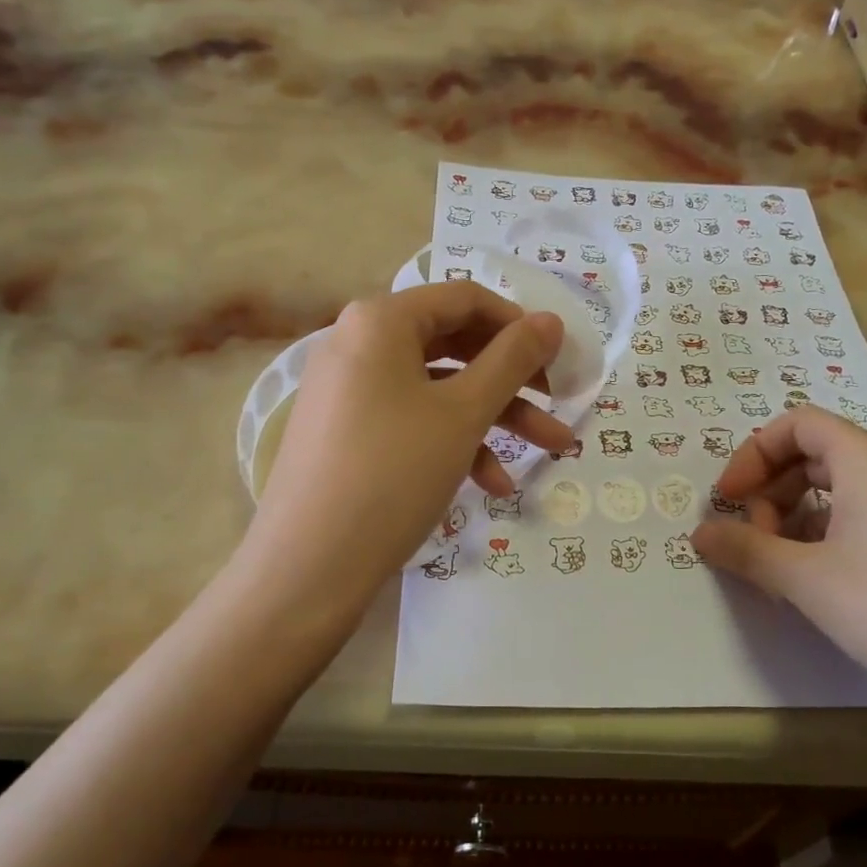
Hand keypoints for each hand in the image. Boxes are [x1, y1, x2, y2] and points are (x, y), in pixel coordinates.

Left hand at [241, 283, 570, 620]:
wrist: (307, 568)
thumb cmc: (393, 473)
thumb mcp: (463, 413)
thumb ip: (512, 360)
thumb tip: (552, 320)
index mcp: (380, 321)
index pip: (465, 298)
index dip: (519, 324)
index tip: (560, 357)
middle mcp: (358, 343)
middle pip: (454, 345)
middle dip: (514, 379)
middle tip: (559, 402)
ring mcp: (349, 391)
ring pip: (438, 390)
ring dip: (495, 418)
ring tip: (549, 452)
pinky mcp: (347, 433)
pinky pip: (411, 422)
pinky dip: (454, 444)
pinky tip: (492, 486)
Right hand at [690, 407, 866, 715]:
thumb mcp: (805, 578)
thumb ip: (746, 549)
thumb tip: (699, 534)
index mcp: (865, 459)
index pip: (796, 424)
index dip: (751, 454)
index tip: (727, 499)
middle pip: (814, 454)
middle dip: (770, 489)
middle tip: (752, 536)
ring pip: (837, 489)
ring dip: (794, 516)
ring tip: (779, 565)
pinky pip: (862, 518)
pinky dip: (825, 536)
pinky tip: (816, 581)